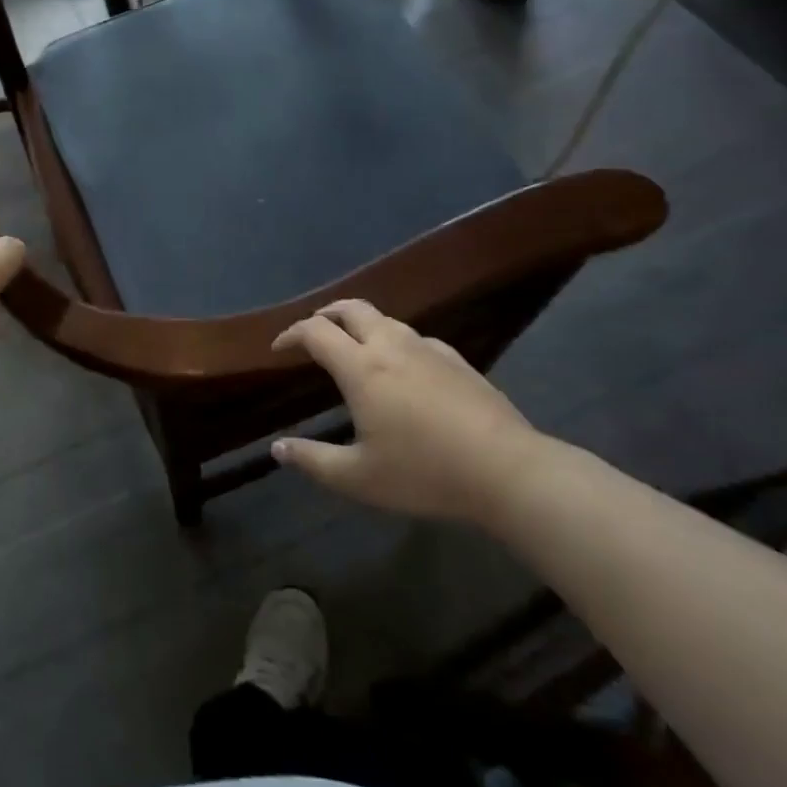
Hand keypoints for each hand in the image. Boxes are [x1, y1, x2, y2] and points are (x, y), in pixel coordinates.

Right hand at [269, 300, 544, 524]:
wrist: (509, 471)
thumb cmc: (425, 473)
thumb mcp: (359, 478)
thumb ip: (313, 461)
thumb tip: (277, 448)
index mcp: (361, 368)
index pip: (315, 332)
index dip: (291, 334)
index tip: (278, 349)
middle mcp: (391, 346)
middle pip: (350, 308)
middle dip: (325, 314)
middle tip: (313, 333)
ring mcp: (428, 349)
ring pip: (385, 319)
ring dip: (360, 324)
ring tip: (353, 347)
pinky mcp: (457, 360)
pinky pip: (415, 337)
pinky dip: (394, 341)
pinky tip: (403, 367)